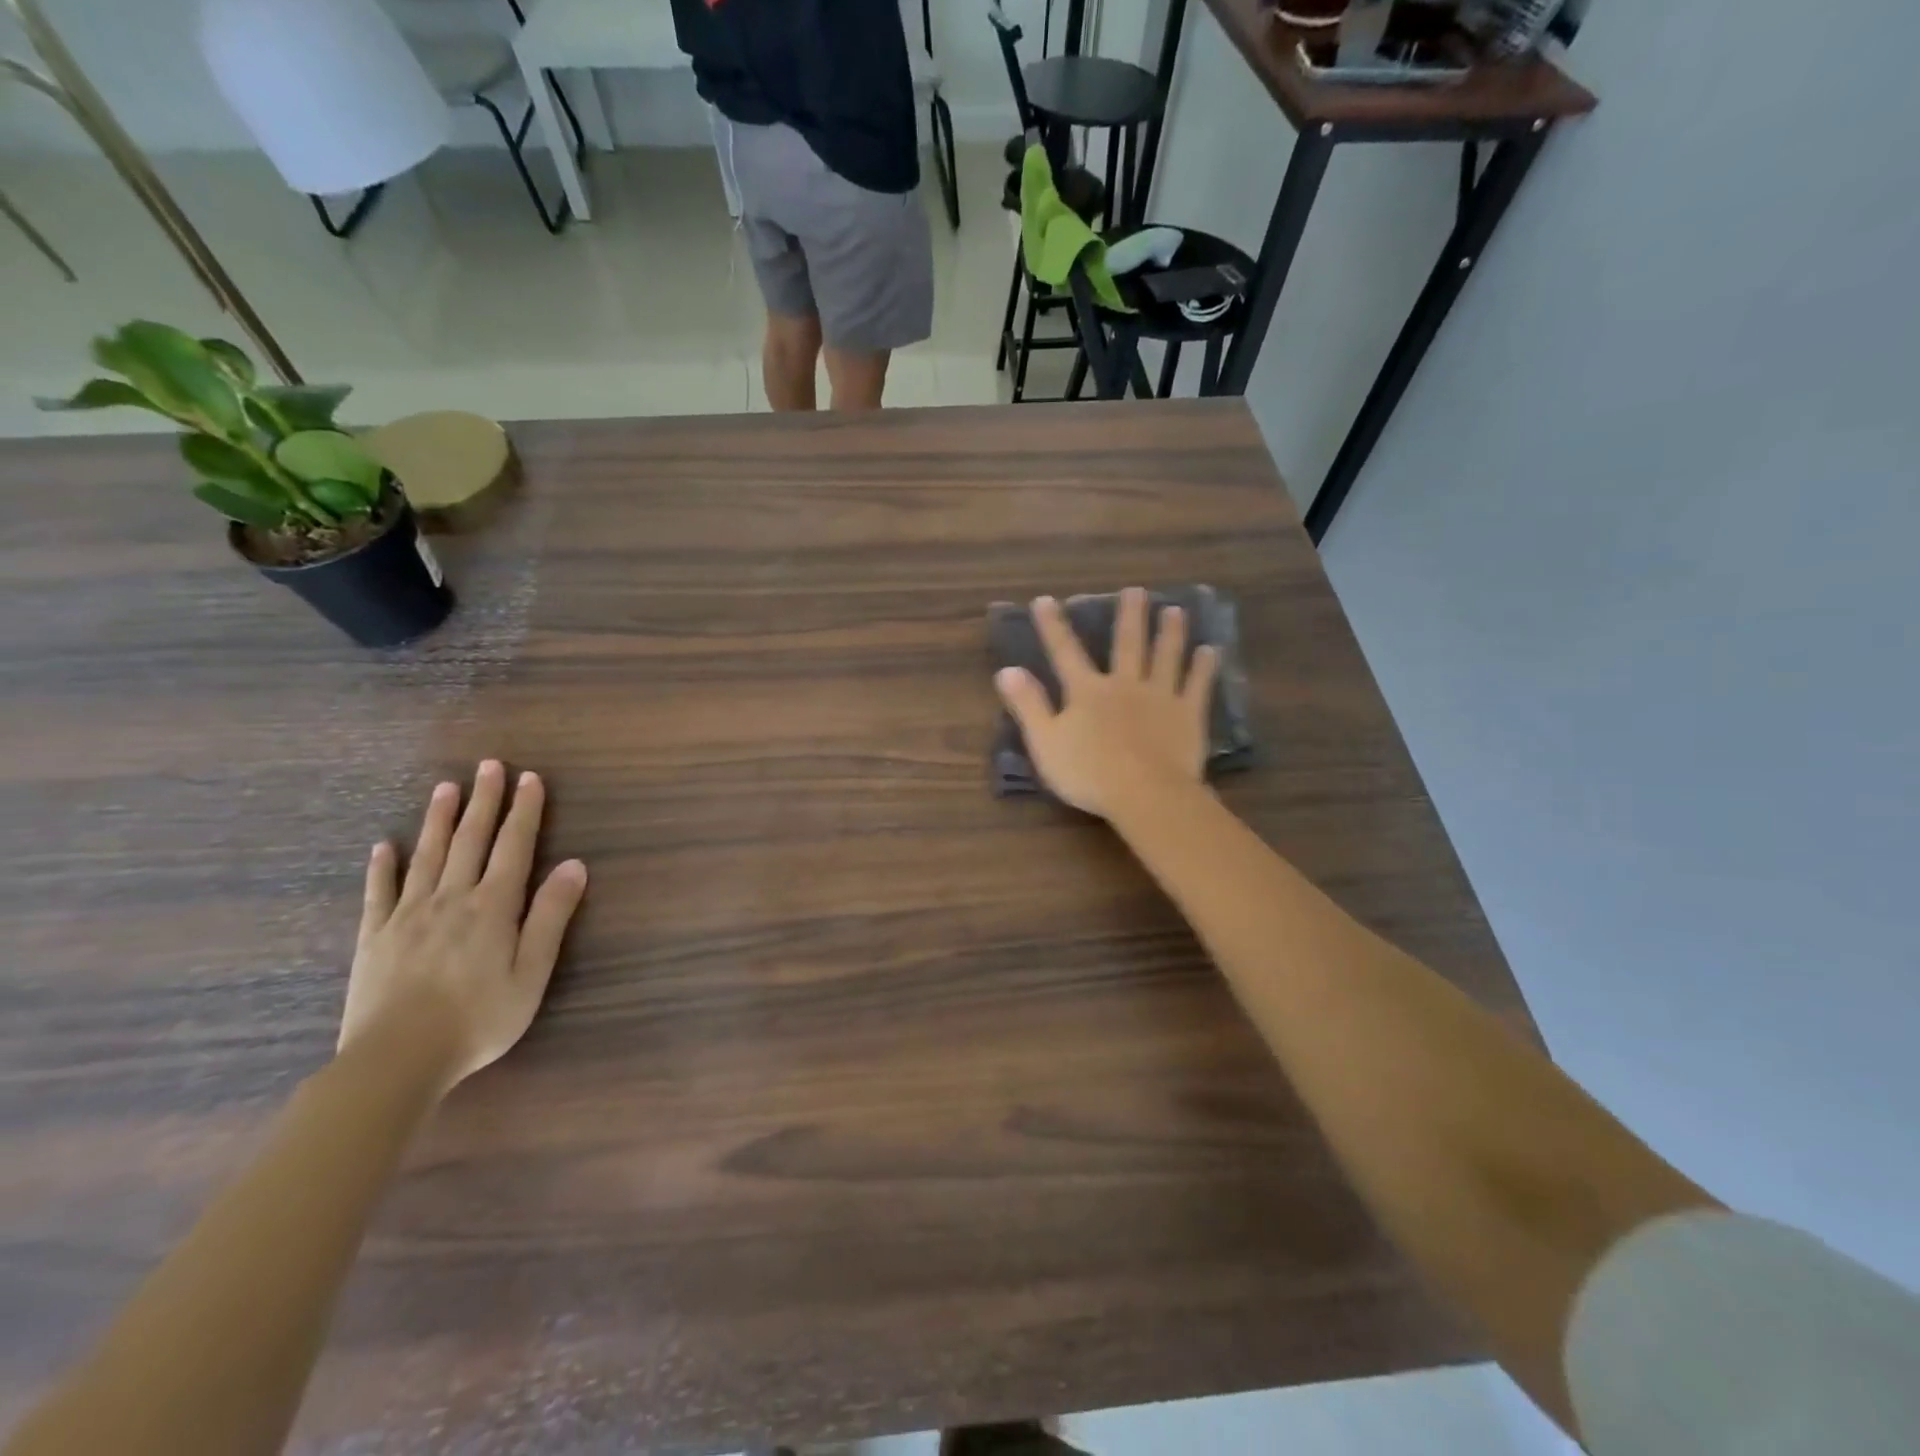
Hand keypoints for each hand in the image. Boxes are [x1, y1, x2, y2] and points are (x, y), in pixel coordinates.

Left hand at [340, 761, 588, 1093]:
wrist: (396, 1060)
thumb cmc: (479, 1019)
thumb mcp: (531, 972)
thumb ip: (551, 917)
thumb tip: (574, 865)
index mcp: (493, 907)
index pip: (513, 847)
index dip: (524, 811)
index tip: (529, 778)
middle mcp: (451, 899)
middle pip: (470, 840)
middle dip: (483, 801)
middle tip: (488, 766)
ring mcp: (408, 915)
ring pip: (427, 856)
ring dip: (438, 819)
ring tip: (445, 788)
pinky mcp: (375, 937)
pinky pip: (379, 892)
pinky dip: (383, 866)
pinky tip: (384, 845)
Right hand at [995, 587, 1217, 819]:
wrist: (1144, 793)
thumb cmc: (1088, 773)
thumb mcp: (1045, 742)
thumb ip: (1028, 705)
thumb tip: (1006, 670)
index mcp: (1087, 692)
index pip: (1065, 652)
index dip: (1053, 626)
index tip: (1044, 600)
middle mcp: (1125, 684)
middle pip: (1127, 644)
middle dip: (1129, 616)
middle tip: (1136, 590)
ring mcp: (1160, 696)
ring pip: (1166, 656)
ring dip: (1170, 632)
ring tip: (1175, 610)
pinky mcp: (1188, 715)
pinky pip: (1197, 685)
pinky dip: (1204, 667)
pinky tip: (1211, 651)